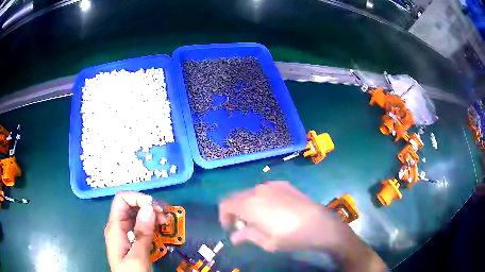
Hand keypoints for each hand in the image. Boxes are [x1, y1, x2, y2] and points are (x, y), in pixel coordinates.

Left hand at [104, 192, 165, 271]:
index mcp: (115, 227)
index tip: (155, 208)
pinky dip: (152, 224)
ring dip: (152, 215)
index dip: (137, 198)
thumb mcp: (137, 256)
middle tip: (165, 217)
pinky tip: (161, 229)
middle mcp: (119, 226)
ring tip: (166, 222)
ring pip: (138, 215)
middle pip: (131, 205)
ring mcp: (126, 233)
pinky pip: (142, 225)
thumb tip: (149, 207)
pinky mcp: (133, 239)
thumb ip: (142, 233)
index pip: (122, 200)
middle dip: (148, 207)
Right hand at [219, 181, 343, 251]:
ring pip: (251, 193)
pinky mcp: (284, 184)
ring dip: (249, 204)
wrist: (318, 223)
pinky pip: (266, 190)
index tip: (230, 228)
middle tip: (244, 226)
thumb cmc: (289, 236)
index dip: (224, 217)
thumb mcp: (265, 241)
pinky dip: (262, 199)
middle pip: (237, 197)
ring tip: (259, 218)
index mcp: (249, 204)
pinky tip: (274, 209)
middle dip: (236, 211)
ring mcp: (272, 185)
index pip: (226, 204)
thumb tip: (235, 236)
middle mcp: (257, 190)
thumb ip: (246, 236)